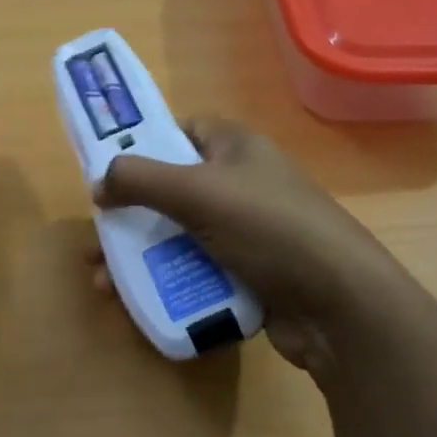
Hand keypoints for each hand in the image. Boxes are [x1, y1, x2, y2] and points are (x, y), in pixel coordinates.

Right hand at [93, 118, 416, 369]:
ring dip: (139, 257)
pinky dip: (166, 283)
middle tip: (96, 240)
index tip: (109, 172)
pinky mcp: (248, 275)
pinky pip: (196, 271)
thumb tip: (99, 182)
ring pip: (179, 236)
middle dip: (130, 216)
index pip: (183, 132)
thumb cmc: (268, 229)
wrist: (339, 305)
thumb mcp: (198, 192)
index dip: (145, 146)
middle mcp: (241, 185)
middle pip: (171, 191)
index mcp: (236, 149)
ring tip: (103, 283)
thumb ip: (140, 178)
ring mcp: (246, 233)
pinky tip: (136, 302)